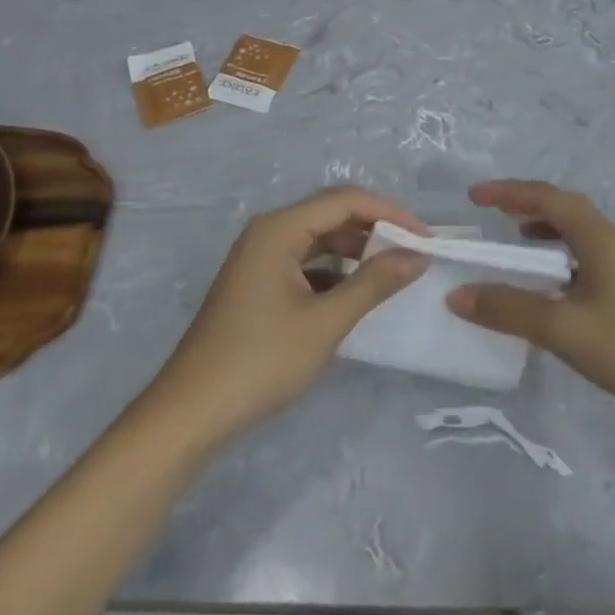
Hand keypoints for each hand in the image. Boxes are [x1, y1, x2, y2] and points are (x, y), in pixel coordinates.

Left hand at [150, 188, 427, 441]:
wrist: (190, 414)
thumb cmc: (260, 360)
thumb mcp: (325, 322)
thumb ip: (374, 283)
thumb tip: (417, 255)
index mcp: (279, 229)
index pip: (345, 200)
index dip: (389, 213)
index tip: (425, 237)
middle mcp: (267, 233)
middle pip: (331, 215)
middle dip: (374, 230)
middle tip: (413, 254)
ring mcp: (259, 259)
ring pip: (318, 241)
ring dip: (355, 252)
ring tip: (392, 272)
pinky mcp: (256, 285)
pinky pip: (304, 263)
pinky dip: (334, 272)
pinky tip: (355, 294)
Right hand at [447, 180, 614, 422]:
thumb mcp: (561, 328)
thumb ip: (508, 310)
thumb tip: (457, 295)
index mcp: (596, 237)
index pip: (547, 198)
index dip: (509, 192)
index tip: (475, 196)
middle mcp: (608, 240)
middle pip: (562, 206)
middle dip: (524, 202)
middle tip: (491, 211)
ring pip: (574, 229)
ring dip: (542, 225)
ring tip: (513, 238)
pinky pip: (580, 253)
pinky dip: (555, 253)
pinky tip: (546, 280)